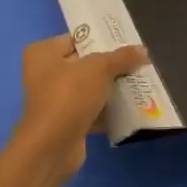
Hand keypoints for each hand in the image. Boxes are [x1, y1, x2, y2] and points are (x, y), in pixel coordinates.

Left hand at [10, 36, 147, 178]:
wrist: (52, 148)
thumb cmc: (69, 96)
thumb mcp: (99, 69)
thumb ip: (121, 57)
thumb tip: (142, 50)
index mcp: (43, 53)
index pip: (77, 38)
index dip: (102, 39)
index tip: (128, 41)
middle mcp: (45, 74)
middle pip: (85, 64)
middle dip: (111, 65)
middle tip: (139, 62)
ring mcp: (55, 100)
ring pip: (90, 88)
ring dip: (112, 88)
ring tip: (141, 82)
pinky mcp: (65, 122)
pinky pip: (91, 110)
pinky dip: (108, 110)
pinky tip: (132, 107)